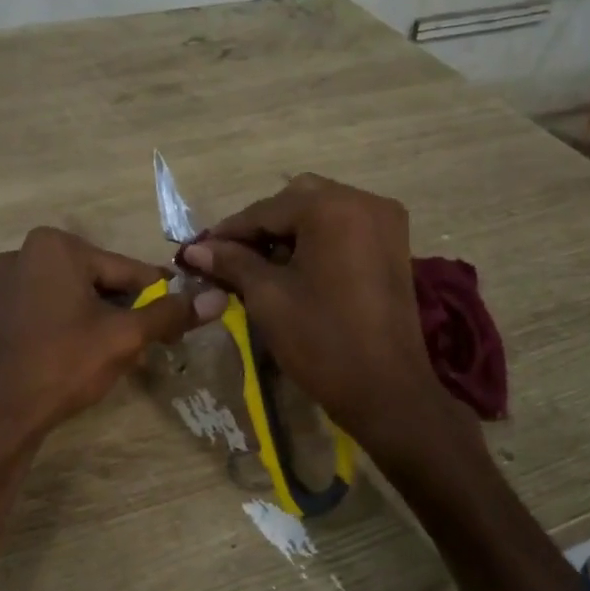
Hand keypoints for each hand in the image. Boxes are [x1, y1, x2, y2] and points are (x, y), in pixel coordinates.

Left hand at [0, 227, 226, 451]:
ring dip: (86, 321)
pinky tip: (60, 360)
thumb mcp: (125, 338)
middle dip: (118, 312)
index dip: (155, 299)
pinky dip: (51, 330)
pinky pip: (30, 315)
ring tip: (102, 358)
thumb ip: (170, 314)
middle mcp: (19, 253)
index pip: (124, 271)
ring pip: (60, 299)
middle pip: (91, 282)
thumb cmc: (64, 363)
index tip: (172, 324)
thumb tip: (218, 298)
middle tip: (138, 347)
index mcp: (56, 246)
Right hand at [180, 175, 458, 452]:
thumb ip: (232, 262)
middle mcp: (364, 201)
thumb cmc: (321, 341)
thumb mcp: (268, 298)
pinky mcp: (393, 245)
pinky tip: (294, 267)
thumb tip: (196, 249)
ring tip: (258, 265)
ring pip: (322, 211)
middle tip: (230, 257)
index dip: (228, 231)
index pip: (266, 209)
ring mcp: (385, 221)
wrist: (386, 390)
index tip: (196, 250)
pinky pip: (345, 227)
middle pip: (297, 199)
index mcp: (332, 208)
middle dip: (261, 226)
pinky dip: (316, 239)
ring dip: (288, 231)